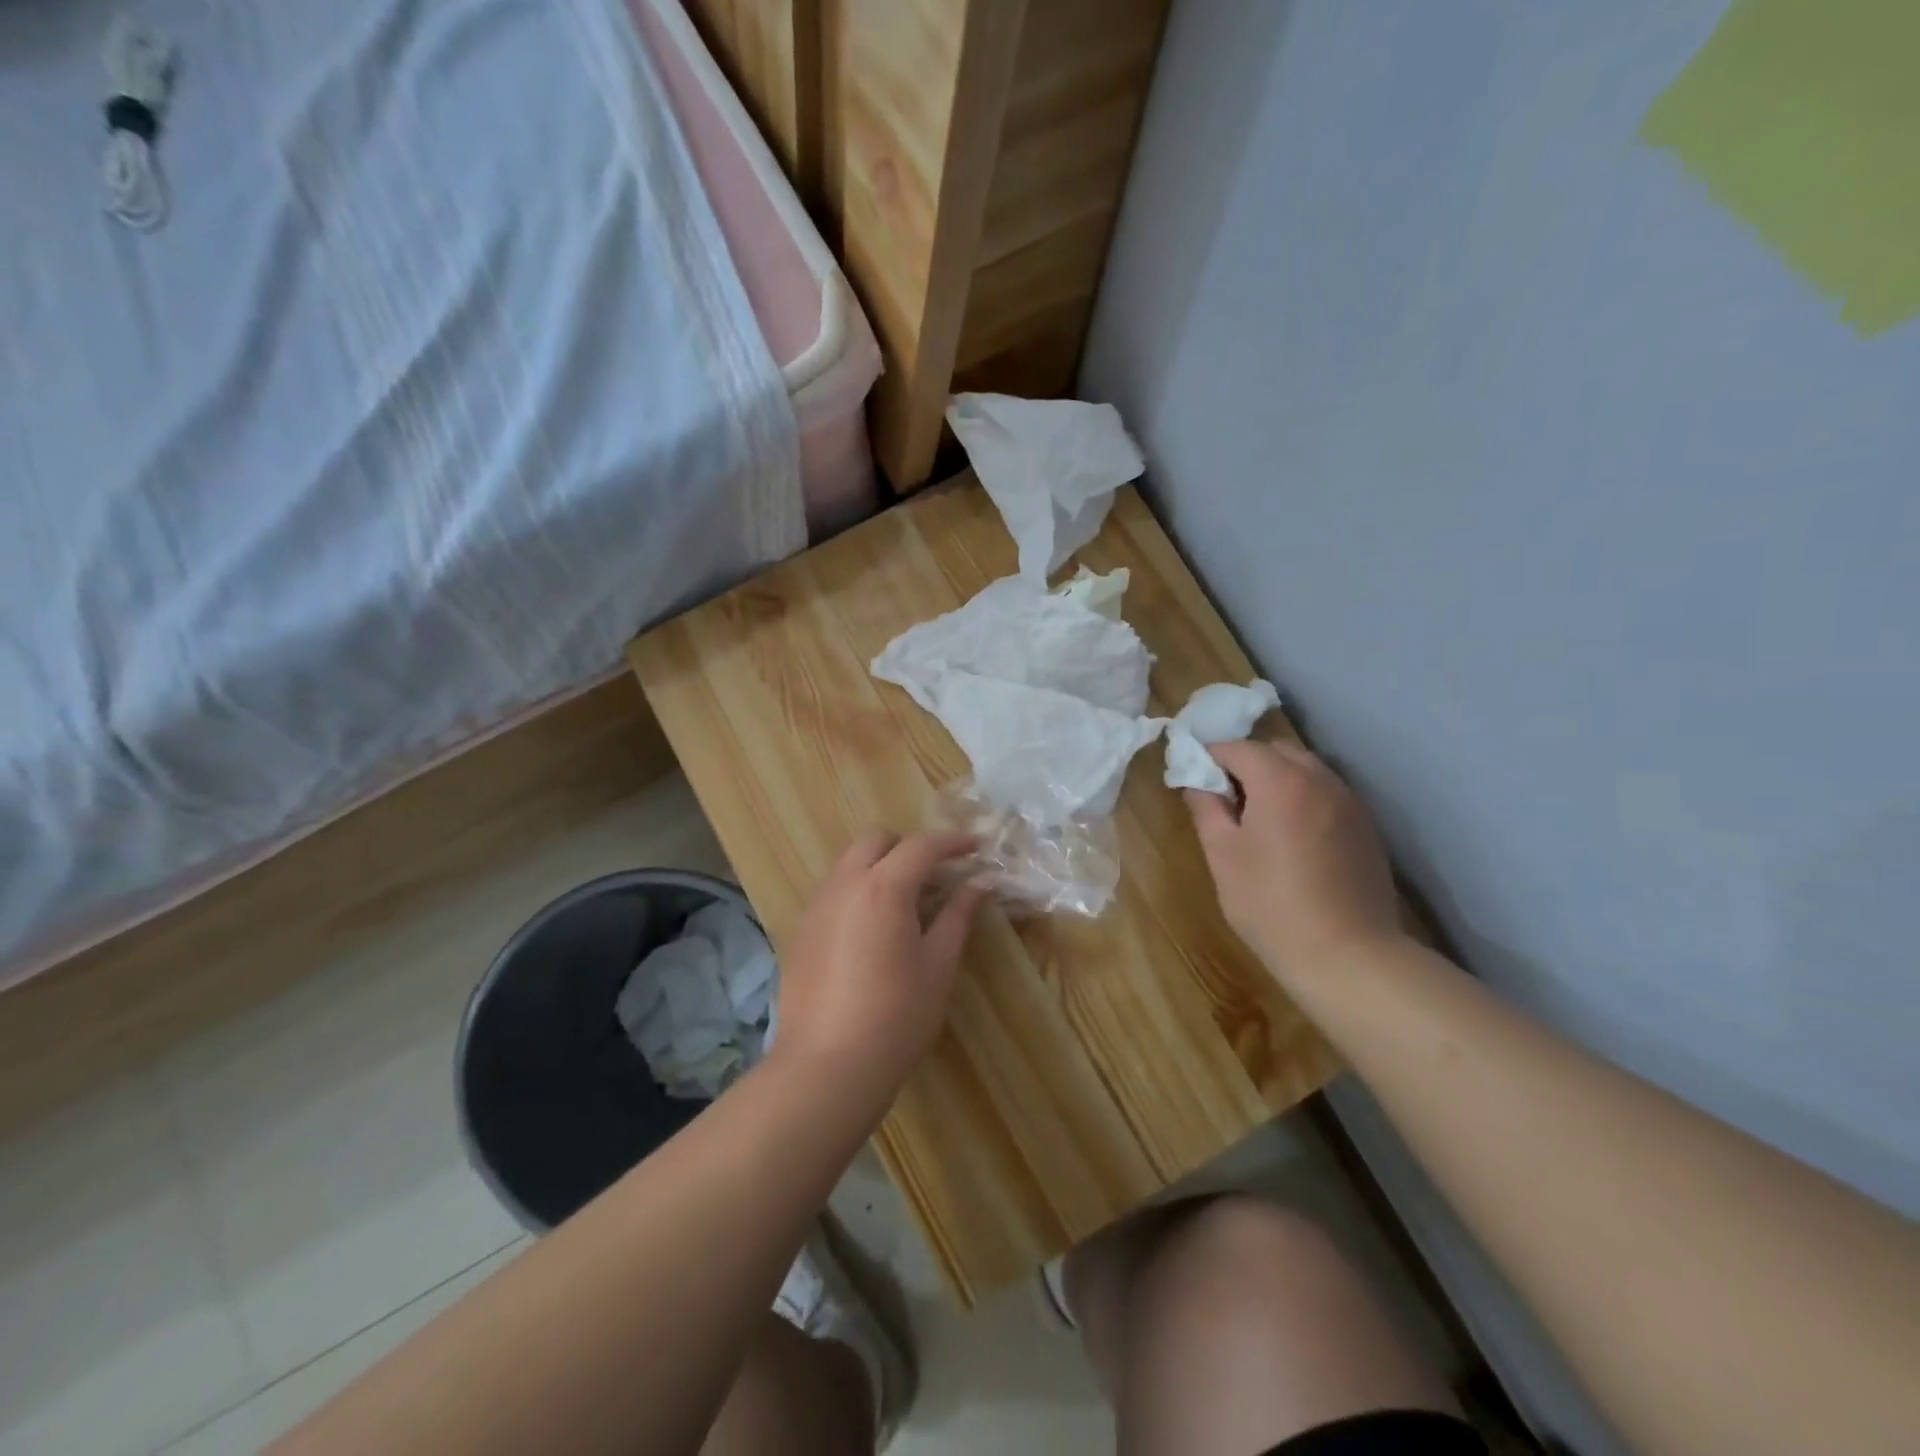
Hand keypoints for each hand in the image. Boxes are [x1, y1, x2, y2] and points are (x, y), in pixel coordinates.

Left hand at [771, 830, 988, 1111]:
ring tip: (907, 900)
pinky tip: (873, 929)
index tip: (975, 848)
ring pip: (849, 863)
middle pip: (876, 840)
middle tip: (936, 873)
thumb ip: (958, 916)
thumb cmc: (896, 1017)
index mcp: (883, 887)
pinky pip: (833, 892)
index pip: (921, 845)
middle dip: (909, 846)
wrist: (826, 1067)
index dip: (952, 842)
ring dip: (880, 866)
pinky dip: (858, 891)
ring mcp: (816, 907)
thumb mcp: (938, 966)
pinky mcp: (801, 932)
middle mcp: (844, 885)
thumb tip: (979, 885)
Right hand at [1185, 739, 1403, 984]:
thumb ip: (1206, 808)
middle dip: (1246, 763)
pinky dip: (1303, 798)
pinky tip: (1292, 837)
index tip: (1192, 777)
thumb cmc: (1270, 903)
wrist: (1348, 955)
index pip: (1237, 747)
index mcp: (1279, 781)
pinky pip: (1326, 794)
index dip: (1209, 756)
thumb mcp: (1222, 855)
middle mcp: (1320, 779)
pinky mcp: (1366, 827)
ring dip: (1277, 779)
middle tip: (1225, 798)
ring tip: (1258, 818)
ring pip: (1306, 770)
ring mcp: (1349, 802)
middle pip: (1276, 750)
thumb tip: (1197, 781)